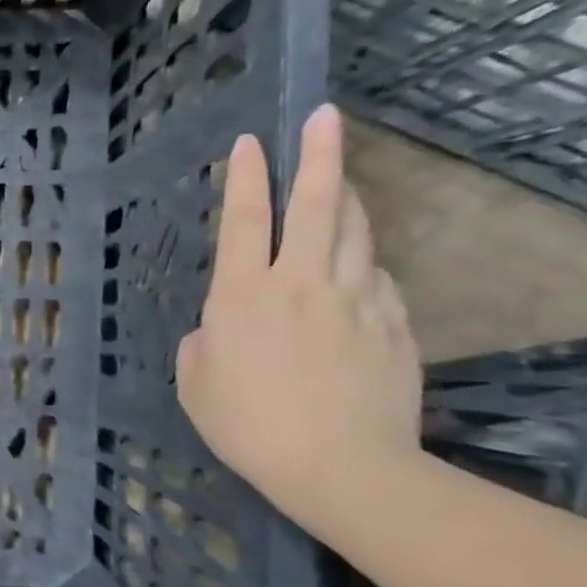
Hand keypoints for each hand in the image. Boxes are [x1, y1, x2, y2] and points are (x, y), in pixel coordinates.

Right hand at [176, 105, 422, 524]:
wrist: (341, 467)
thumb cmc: (246, 425)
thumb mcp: (194, 381)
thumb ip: (203, 341)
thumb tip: (220, 325)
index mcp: (240, 294)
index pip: (241, 220)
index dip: (244, 177)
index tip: (249, 141)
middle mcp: (299, 282)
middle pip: (314, 205)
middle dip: (318, 156)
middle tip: (324, 118)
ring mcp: (354, 300)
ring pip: (355, 232)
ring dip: (346, 198)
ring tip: (340, 177)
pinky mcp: (392, 324)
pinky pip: (377, 277)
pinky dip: (364, 261)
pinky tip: (356, 266)